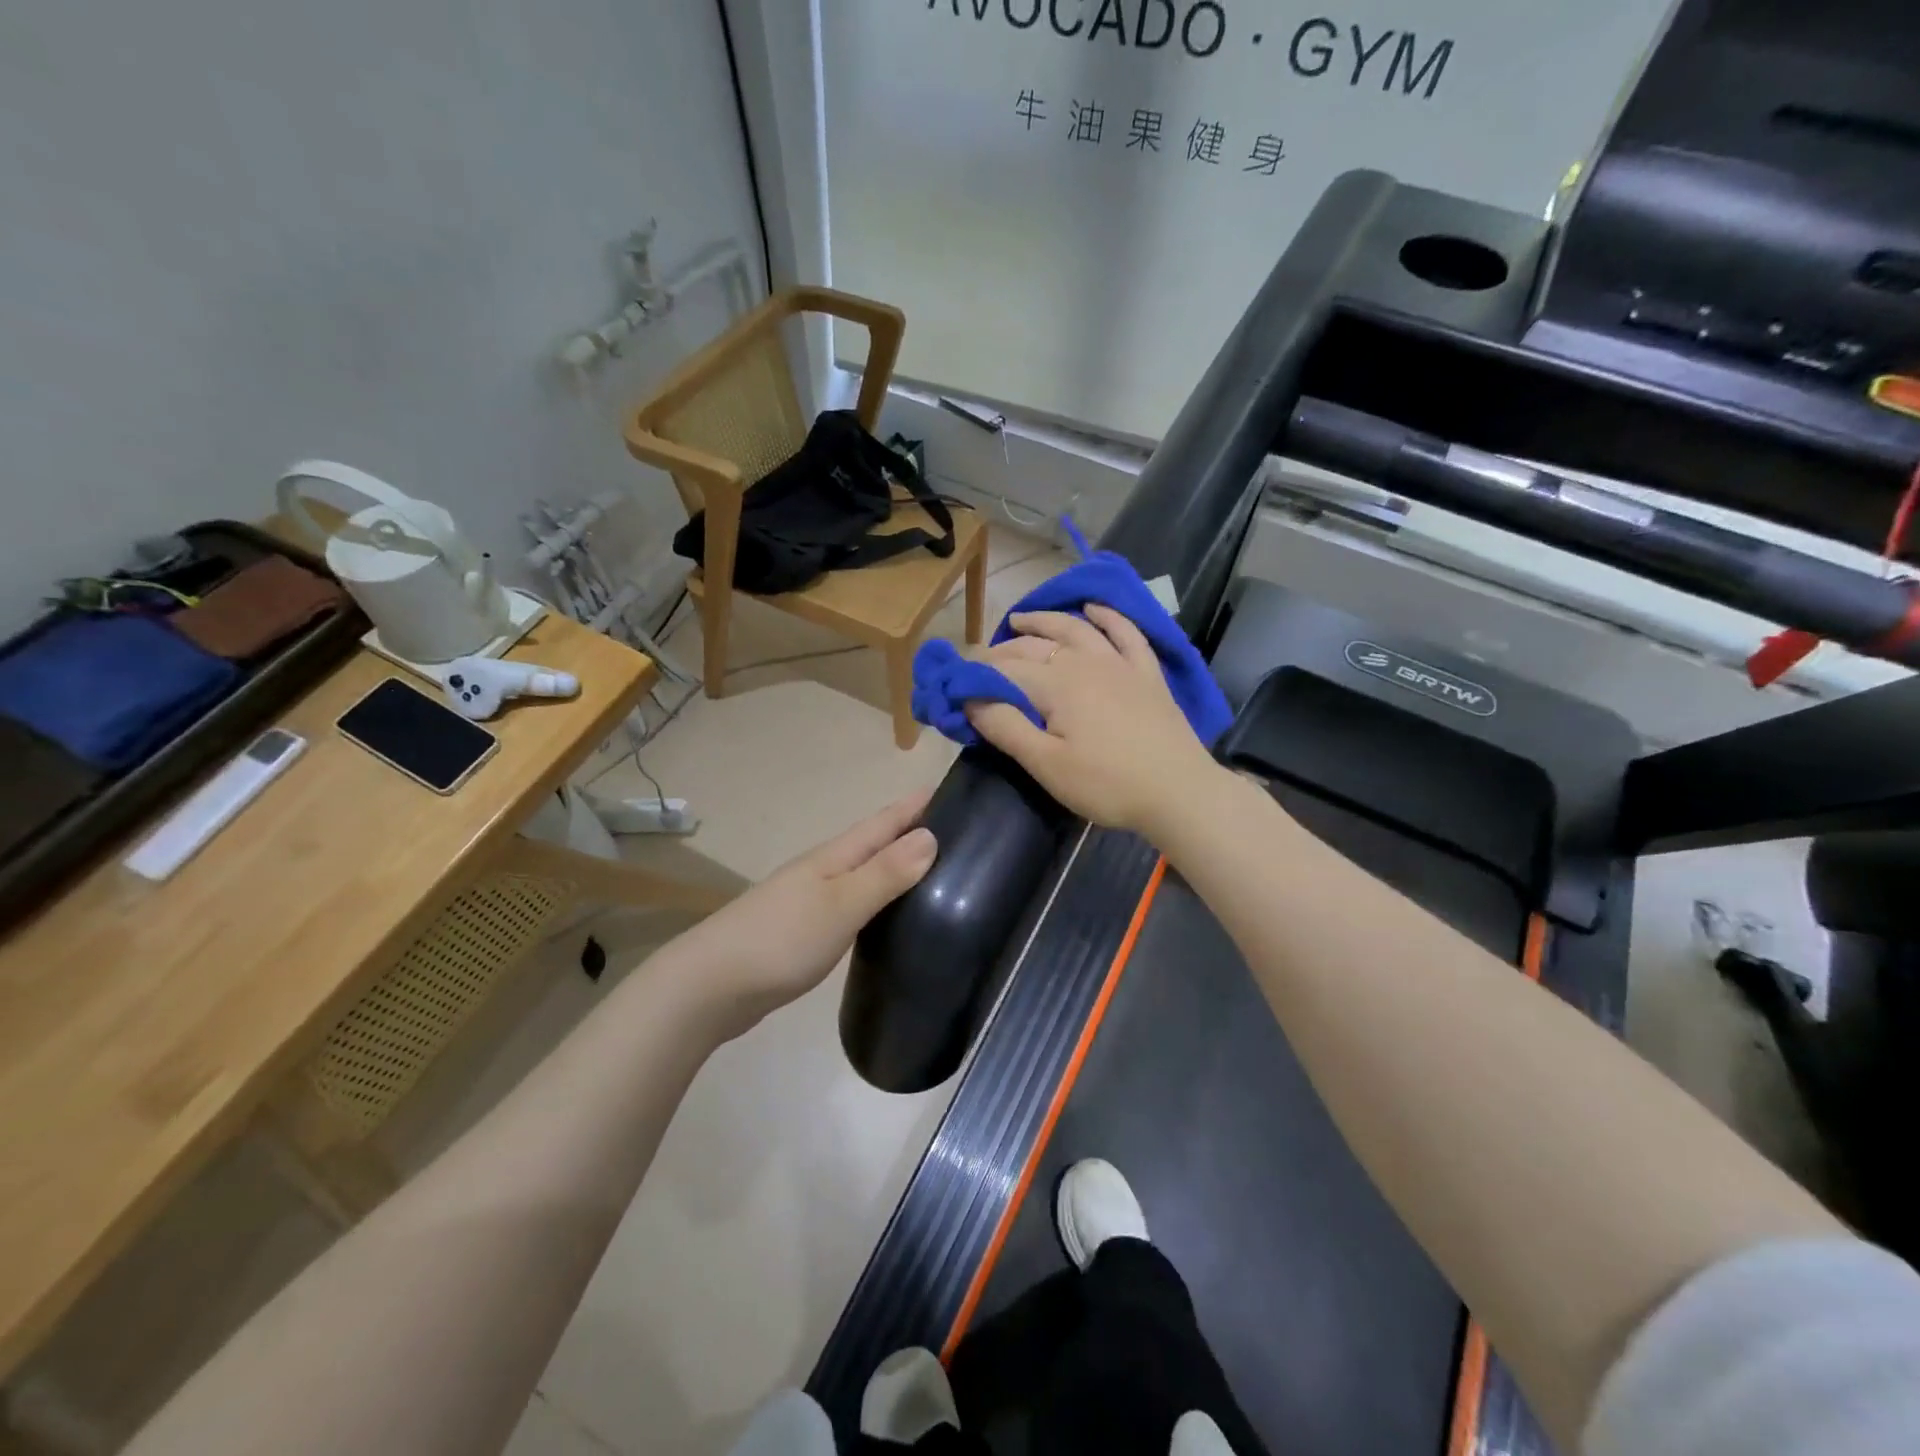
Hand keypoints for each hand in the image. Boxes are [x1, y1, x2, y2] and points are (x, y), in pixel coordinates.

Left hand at [660, 793, 936, 1037]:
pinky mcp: (804, 931)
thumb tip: (932, 836)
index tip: (952, 789)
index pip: (884, 821)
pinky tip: (887, 916)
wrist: (711, 987)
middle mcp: (824, 871)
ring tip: (932, 870)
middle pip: (874, 844)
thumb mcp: (841, 904)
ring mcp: (810, 900)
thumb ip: (885, 873)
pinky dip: (876, 900)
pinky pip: (852, 903)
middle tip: (956, 833)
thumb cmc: (781, 939)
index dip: (915, 806)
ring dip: (894, 867)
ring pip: (863, 874)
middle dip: (910, 832)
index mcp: (834, 857)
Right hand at [966, 605, 1221, 838]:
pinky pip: (1126, 633)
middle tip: (983, 662)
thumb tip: (969, 698)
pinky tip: (1095, 608)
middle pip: (1036, 645)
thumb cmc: (1106, 785)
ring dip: (1046, 620)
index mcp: (1056, 683)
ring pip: (1076, 629)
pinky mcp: (1147, 673)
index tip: (957, 683)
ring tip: (1022, 619)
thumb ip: (1005, 727)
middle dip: (1004, 650)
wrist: (1179, 792)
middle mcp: (1085, 661)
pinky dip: (1108, 616)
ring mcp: (1120, 663)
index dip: (978, 674)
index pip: (1006, 669)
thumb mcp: (1046, 764)